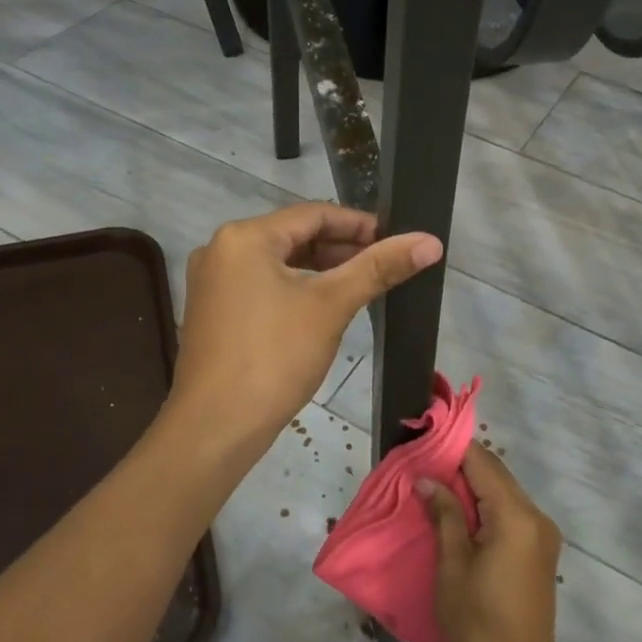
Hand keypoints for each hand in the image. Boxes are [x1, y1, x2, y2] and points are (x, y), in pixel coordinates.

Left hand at [172, 204, 441, 452]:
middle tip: (385, 265)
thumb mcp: (331, 306)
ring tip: (363, 285)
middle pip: (293, 237)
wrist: (215, 427)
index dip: (359, 224)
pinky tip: (324, 309)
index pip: (313, 215)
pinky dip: (295, 290)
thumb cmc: (274, 357)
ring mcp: (212, 283)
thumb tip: (430, 241)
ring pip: (278, 264)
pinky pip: (262, 287)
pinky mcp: (213, 313)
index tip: (397, 239)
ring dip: (320, 270)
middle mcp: (221, 250)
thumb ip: (378, 268)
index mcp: (244, 237)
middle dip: (341, 249)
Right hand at [422, 445, 566, 641]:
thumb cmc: (477, 624)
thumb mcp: (452, 566)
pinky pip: (509, 514)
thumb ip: (443, 514)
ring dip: (470, 488)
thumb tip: (427, 480)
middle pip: (495, 475)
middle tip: (420, 469)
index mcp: (516, 516)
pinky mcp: (539, 553)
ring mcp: (542, 536)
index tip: (420, 445)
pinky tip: (456, 516)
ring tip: (432, 490)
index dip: (451, 450)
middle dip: (459, 468)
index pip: (483, 463)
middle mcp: (536, 517)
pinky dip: (483, 508)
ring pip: (502, 493)